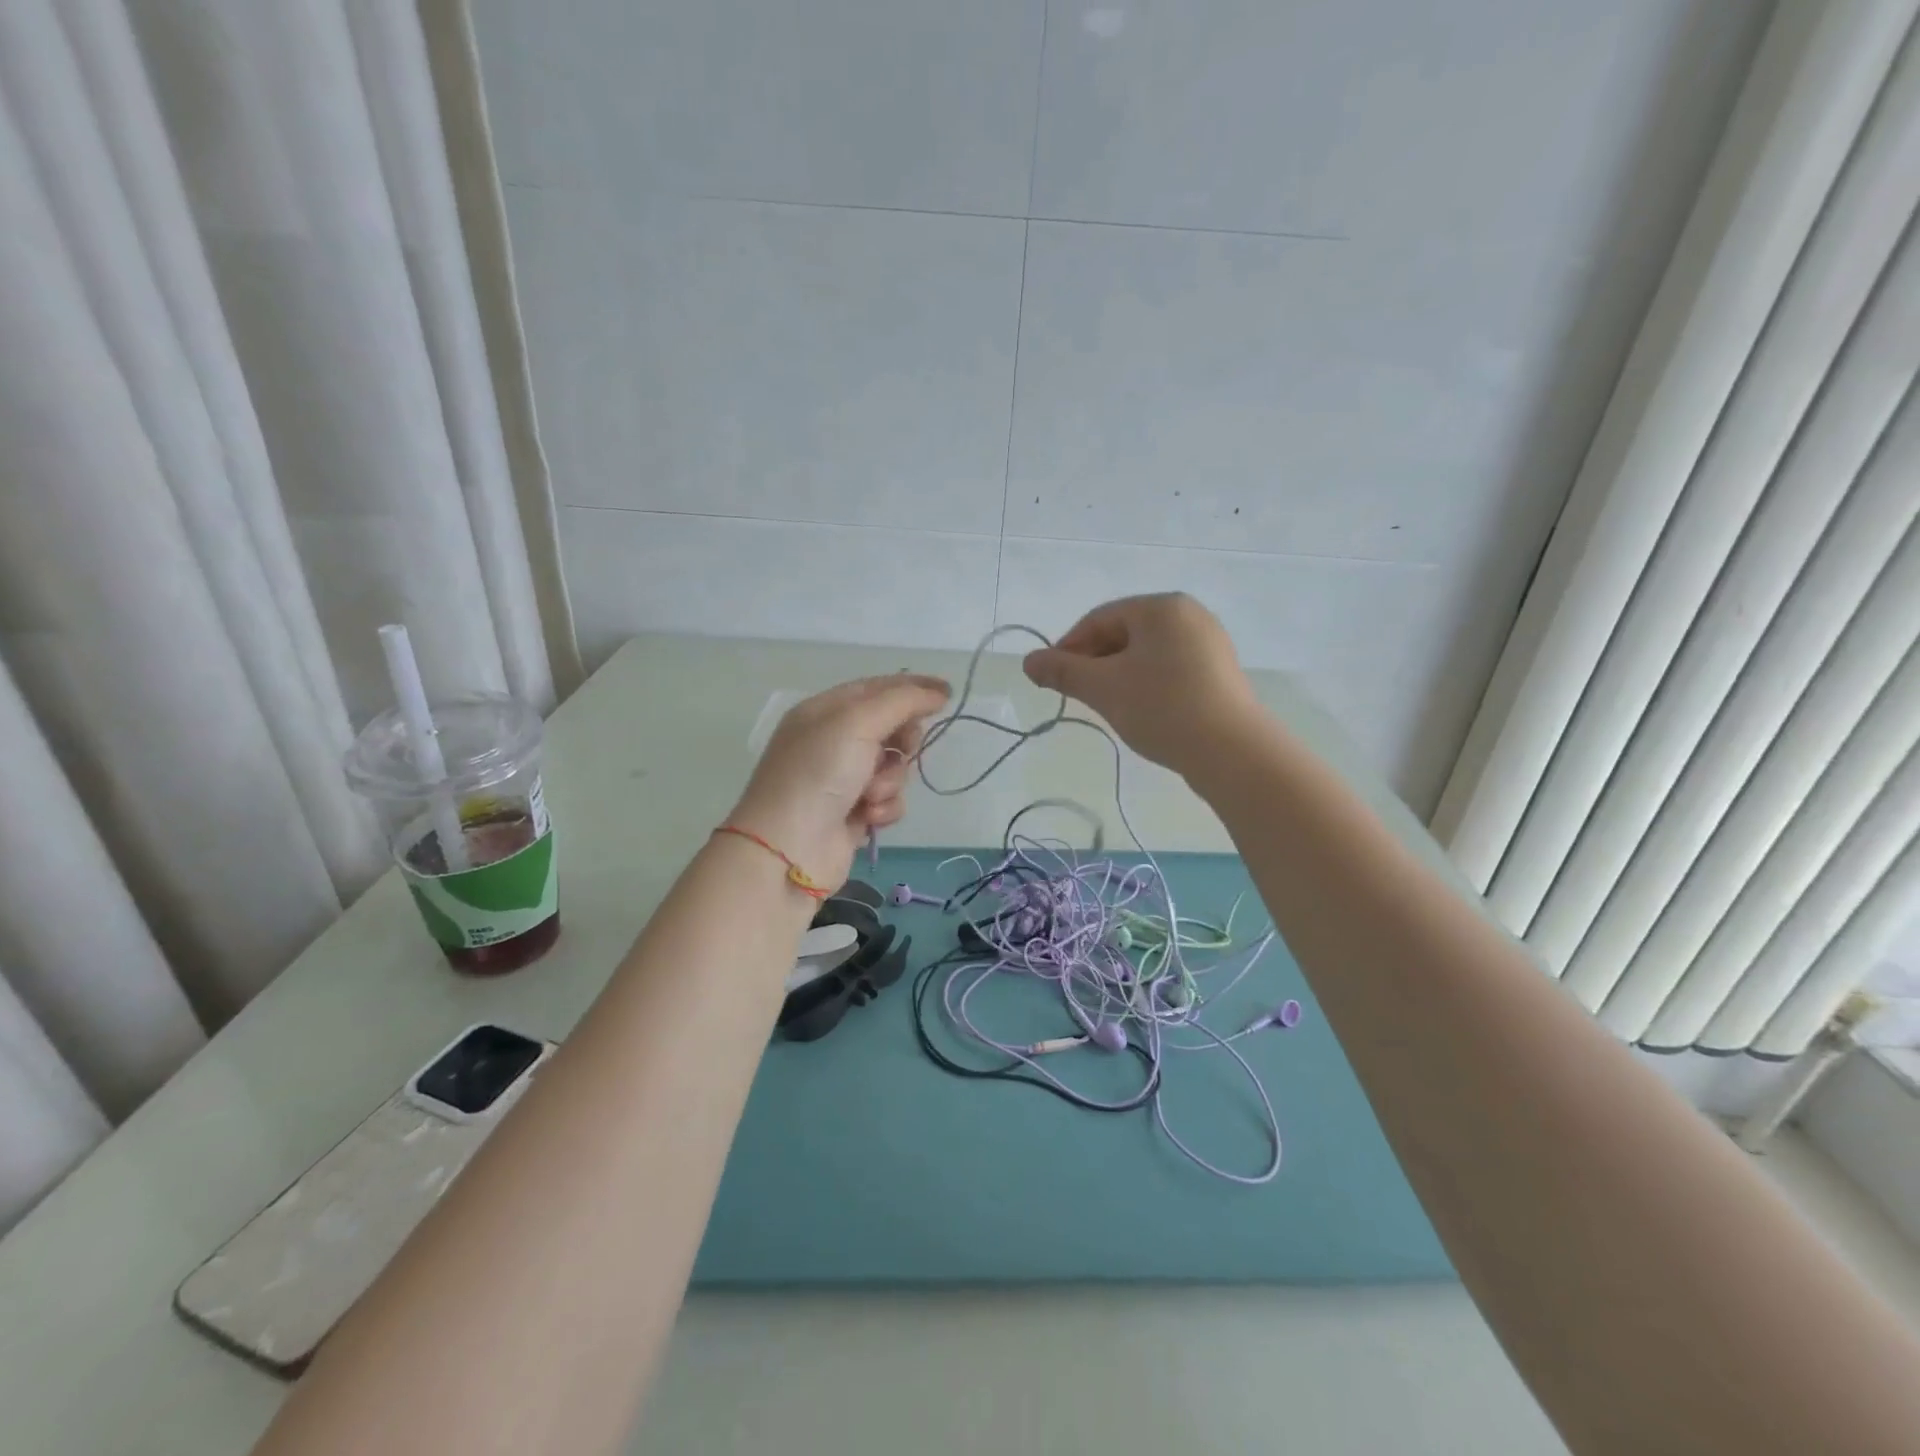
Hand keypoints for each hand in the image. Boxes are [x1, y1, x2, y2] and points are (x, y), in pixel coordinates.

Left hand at [727, 674, 950, 891]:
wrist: (789, 848)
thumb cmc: (819, 774)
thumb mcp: (858, 722)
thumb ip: (903, 701)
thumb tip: (938, 692)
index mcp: (825, 711)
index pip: (877, 688)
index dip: (913, 687)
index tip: (948, 694)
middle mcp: (832, 741)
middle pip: (890, 727)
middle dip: (903, 740)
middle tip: (904, 748)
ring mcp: (842, 779)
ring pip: (894, 767)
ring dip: (890, 780)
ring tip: (870, 795)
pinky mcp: (853, 813)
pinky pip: (888, 800)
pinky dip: (884, 808)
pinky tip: (868, 817)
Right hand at [1022, 593, 1263, 774]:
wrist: (1232, 752)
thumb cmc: (1162, 708)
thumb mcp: (1103, 688)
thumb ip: (1062, 671)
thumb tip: (1028, 662)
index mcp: (1161, 607)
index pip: (1099, 619)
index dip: (1068, 647)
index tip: (1052, 679)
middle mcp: (1189, 615)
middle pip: (1123, 633)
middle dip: (1094, 662)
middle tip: (1078, 696)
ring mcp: (1209, 643)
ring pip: (1146, 653)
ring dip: (1118, 675)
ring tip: (1108, 706)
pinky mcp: (1219, 671)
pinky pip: (1170, 668)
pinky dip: (1146, 684)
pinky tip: (1140, 711)